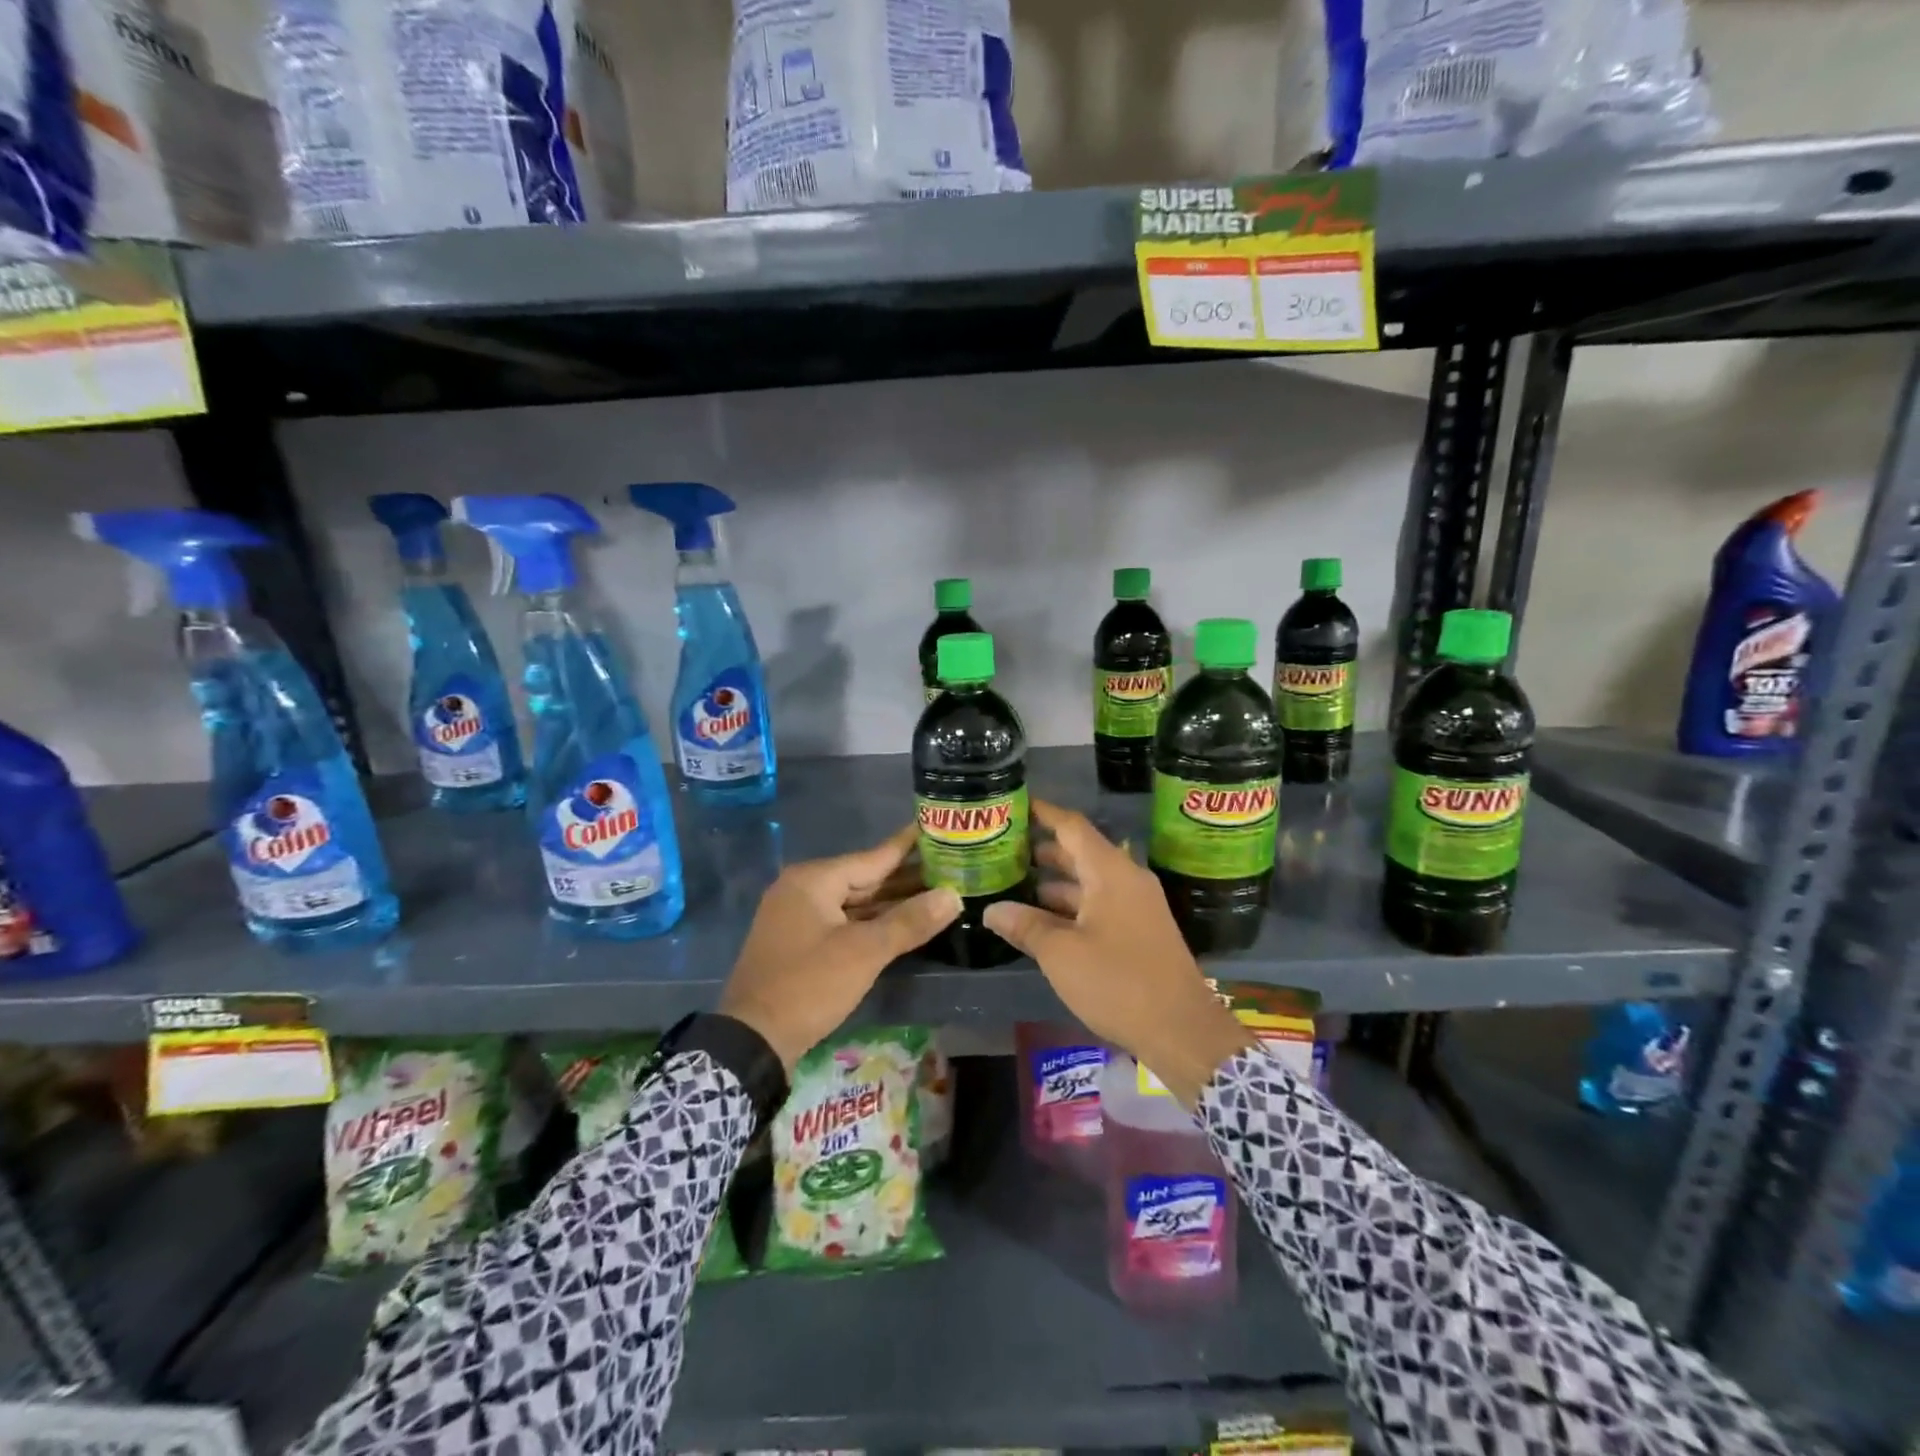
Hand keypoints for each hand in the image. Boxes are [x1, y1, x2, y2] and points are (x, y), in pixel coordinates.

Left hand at [719, 826, 960, 1070]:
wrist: (751, 1040)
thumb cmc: (809, 985)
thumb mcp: (864, 952)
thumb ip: (909, 921)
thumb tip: (953, 896)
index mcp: (814, 880)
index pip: (873, 857)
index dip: (908, 845)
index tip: (937, 827)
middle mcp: (803, 889)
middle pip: (865, 878)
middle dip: (906, 877)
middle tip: (950, 866)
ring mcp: (798, 916)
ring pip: (855, 902)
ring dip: (892, 902)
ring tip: (936, 893)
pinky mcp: (800, 942)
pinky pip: (844, 921)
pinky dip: (872, 922)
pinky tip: (902, 924)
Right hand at [984, 801, 1253, 1106]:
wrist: (1181, 1030)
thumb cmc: (1118, 982)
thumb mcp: (1061, 954)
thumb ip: (1025, 926)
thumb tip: (992, 910)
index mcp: (1110, 872)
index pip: (1072, 826)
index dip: (1043, 813)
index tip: (1016, 804)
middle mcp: (1126, 880)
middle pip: (1080, 852)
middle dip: (1043, 849)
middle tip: (1004, 849)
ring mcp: (1137, 906)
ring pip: (1090, 881)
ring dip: (1055, 881)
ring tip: (1015, 883)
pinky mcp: (1140, 931)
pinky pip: (1100, 904)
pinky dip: (1071, 905)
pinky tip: (1044, 920)